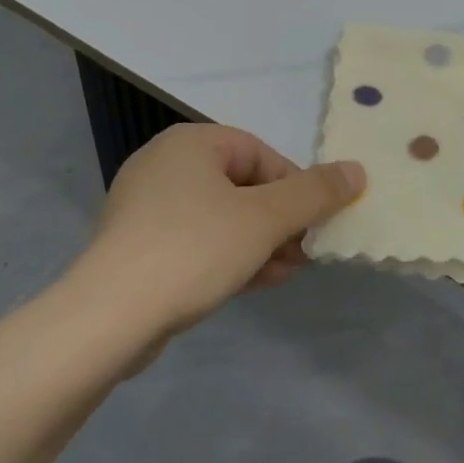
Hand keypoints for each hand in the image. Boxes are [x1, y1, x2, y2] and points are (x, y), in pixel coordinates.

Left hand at [68, 124, 364, 340]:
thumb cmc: (193, 249)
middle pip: (242, 186)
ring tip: (285, 273)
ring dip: (259, 243)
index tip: (315, 224)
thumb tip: (357, 170)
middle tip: (305, 254)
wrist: (107, 319)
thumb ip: (315, 193)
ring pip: (221, 217)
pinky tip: (254, 283)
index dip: (296, 188)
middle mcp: (165, 165)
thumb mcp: (265, 218)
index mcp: (191, 143)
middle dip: (280, 222)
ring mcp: (145, 207)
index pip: (261, 154)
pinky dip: (228, 256)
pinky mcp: (136, 247)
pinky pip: (195, 241)